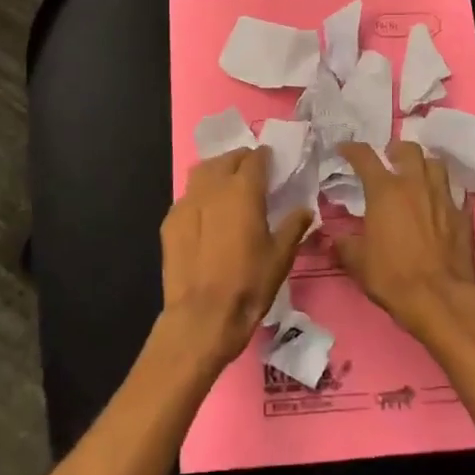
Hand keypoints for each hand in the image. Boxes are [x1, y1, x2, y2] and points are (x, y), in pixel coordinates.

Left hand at [160, 148, 313, 368]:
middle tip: (252, 174)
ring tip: (227, 186)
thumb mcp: (281, 256)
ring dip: (217, 172)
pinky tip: (206, 214)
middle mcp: (213, 187)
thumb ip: (294, 226)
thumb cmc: (249, 284)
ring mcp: (187, 202)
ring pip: (202, 172)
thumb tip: (305, 209)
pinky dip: (200, 196)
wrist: (202, 316)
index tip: (272, 164)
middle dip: (241, 161)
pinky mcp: (170, 221)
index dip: (265, 158)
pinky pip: (187, 197)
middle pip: (226, 159)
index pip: (255, 159)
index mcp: (243, 190)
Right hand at [335, 141, 474, 337]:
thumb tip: (334, 238)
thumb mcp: (357, 262)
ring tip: (417, 175)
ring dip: (424, 165)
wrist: (440, 299)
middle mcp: (416, 185)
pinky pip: (456, 193)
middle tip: (389, 158)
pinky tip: (441, 203)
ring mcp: (443, 198)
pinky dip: (446, 193)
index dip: (352, 149)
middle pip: (409, 150)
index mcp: (385, 190)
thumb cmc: (392, 277)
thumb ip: (344, 244)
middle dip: (396, 150)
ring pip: (436, 164)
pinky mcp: (464, 215)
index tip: (344, 149)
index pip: (365, 157)